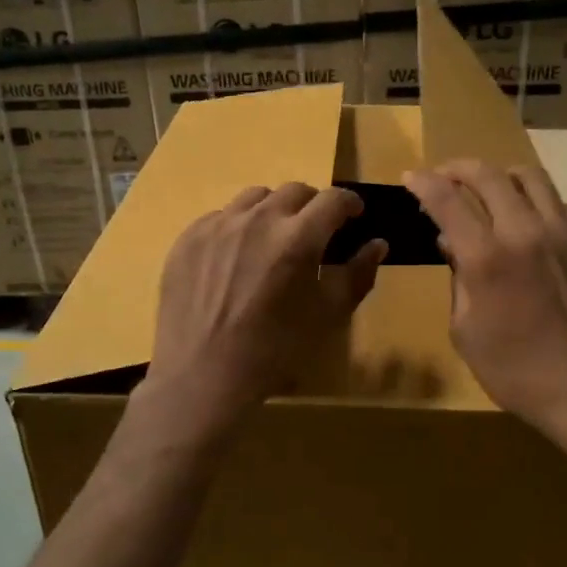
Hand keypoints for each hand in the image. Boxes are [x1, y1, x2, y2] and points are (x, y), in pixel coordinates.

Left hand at [142, 183, 386, 442]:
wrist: (203, 375)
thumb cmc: (275, 350)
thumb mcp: (328, 315)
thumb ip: (358, 274)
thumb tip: (377, 244)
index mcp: (298, 237)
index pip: (333, 199)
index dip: (349, 204)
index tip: (353, 216)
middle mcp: (258, 219)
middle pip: (294, 191)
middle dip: (312, 206)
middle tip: (314, 232)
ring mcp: (218, 225)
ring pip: (255, 198)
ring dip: (274, 210)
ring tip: (273, 239)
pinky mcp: (189, 238)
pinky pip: (221, 217)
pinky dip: (238, 227)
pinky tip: (235, 257)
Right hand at [403, 161, 566, 440]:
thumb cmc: (518, 372)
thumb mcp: (467, 332)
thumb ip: (457, 280)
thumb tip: (451, 243)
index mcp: (487, 258)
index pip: (447, 200)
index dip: (424, 182)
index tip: (411, 177)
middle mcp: (525, 232)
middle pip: (488, 175)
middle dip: (458, 168)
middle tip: (445, 176)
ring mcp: (565, 232)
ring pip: (530, 177)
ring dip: (501, 176)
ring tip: (490, 189)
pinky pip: (560, 204)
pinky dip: (537, 203)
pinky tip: (531, 224)